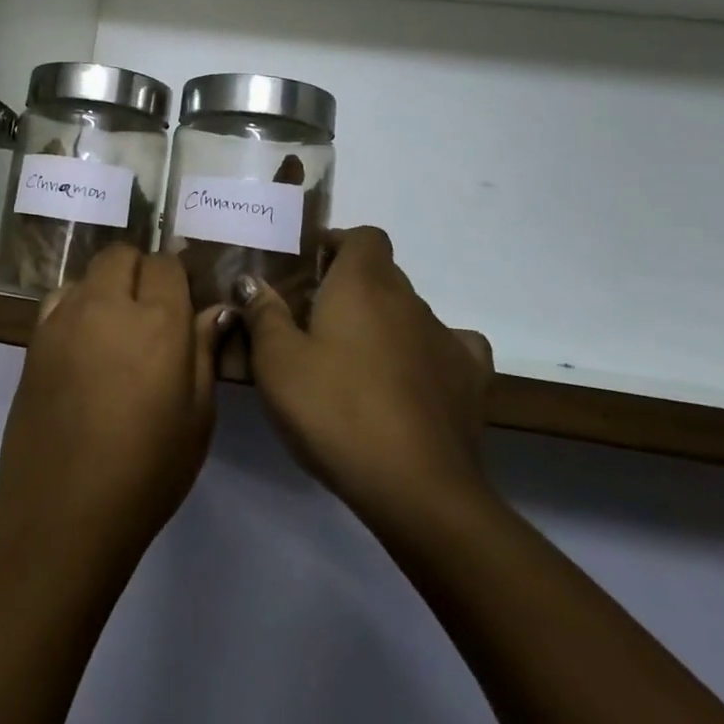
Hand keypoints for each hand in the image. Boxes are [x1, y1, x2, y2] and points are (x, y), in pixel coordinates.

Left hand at [0, 246, 227, 566]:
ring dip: (105, 287)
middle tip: (149, 313)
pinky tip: (82, 345)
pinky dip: (74, 306)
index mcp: (158, 320)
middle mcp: (107, 304)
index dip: (175, 279)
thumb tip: (217, 309)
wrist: (63, 511)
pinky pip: (59, 300)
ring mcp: (63, 319)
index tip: (181, 305)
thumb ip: (205, 351)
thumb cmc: (146, 470)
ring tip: (114, 330)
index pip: (166, 264)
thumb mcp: (197, 417)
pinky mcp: (34, 339)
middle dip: (139, 271)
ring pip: (87, 274)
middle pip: (121, 255)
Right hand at [238, 228, 494, 533]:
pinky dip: (428, 356)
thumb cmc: (334, 410)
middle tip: (318, 322)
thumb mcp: (277, 362)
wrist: (416, 487)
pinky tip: (412, 380)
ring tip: (358, 362)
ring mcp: (446, 338)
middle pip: (383, 274)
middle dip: (354, 288)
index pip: (363, 237)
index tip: (311, 271)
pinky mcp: (471, 380)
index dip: (339, 245)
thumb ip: (263, 314)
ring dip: (386, 324)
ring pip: (411, 313)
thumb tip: (251, 281)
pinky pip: (450, 349)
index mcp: (363, 283)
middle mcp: (409, 299)